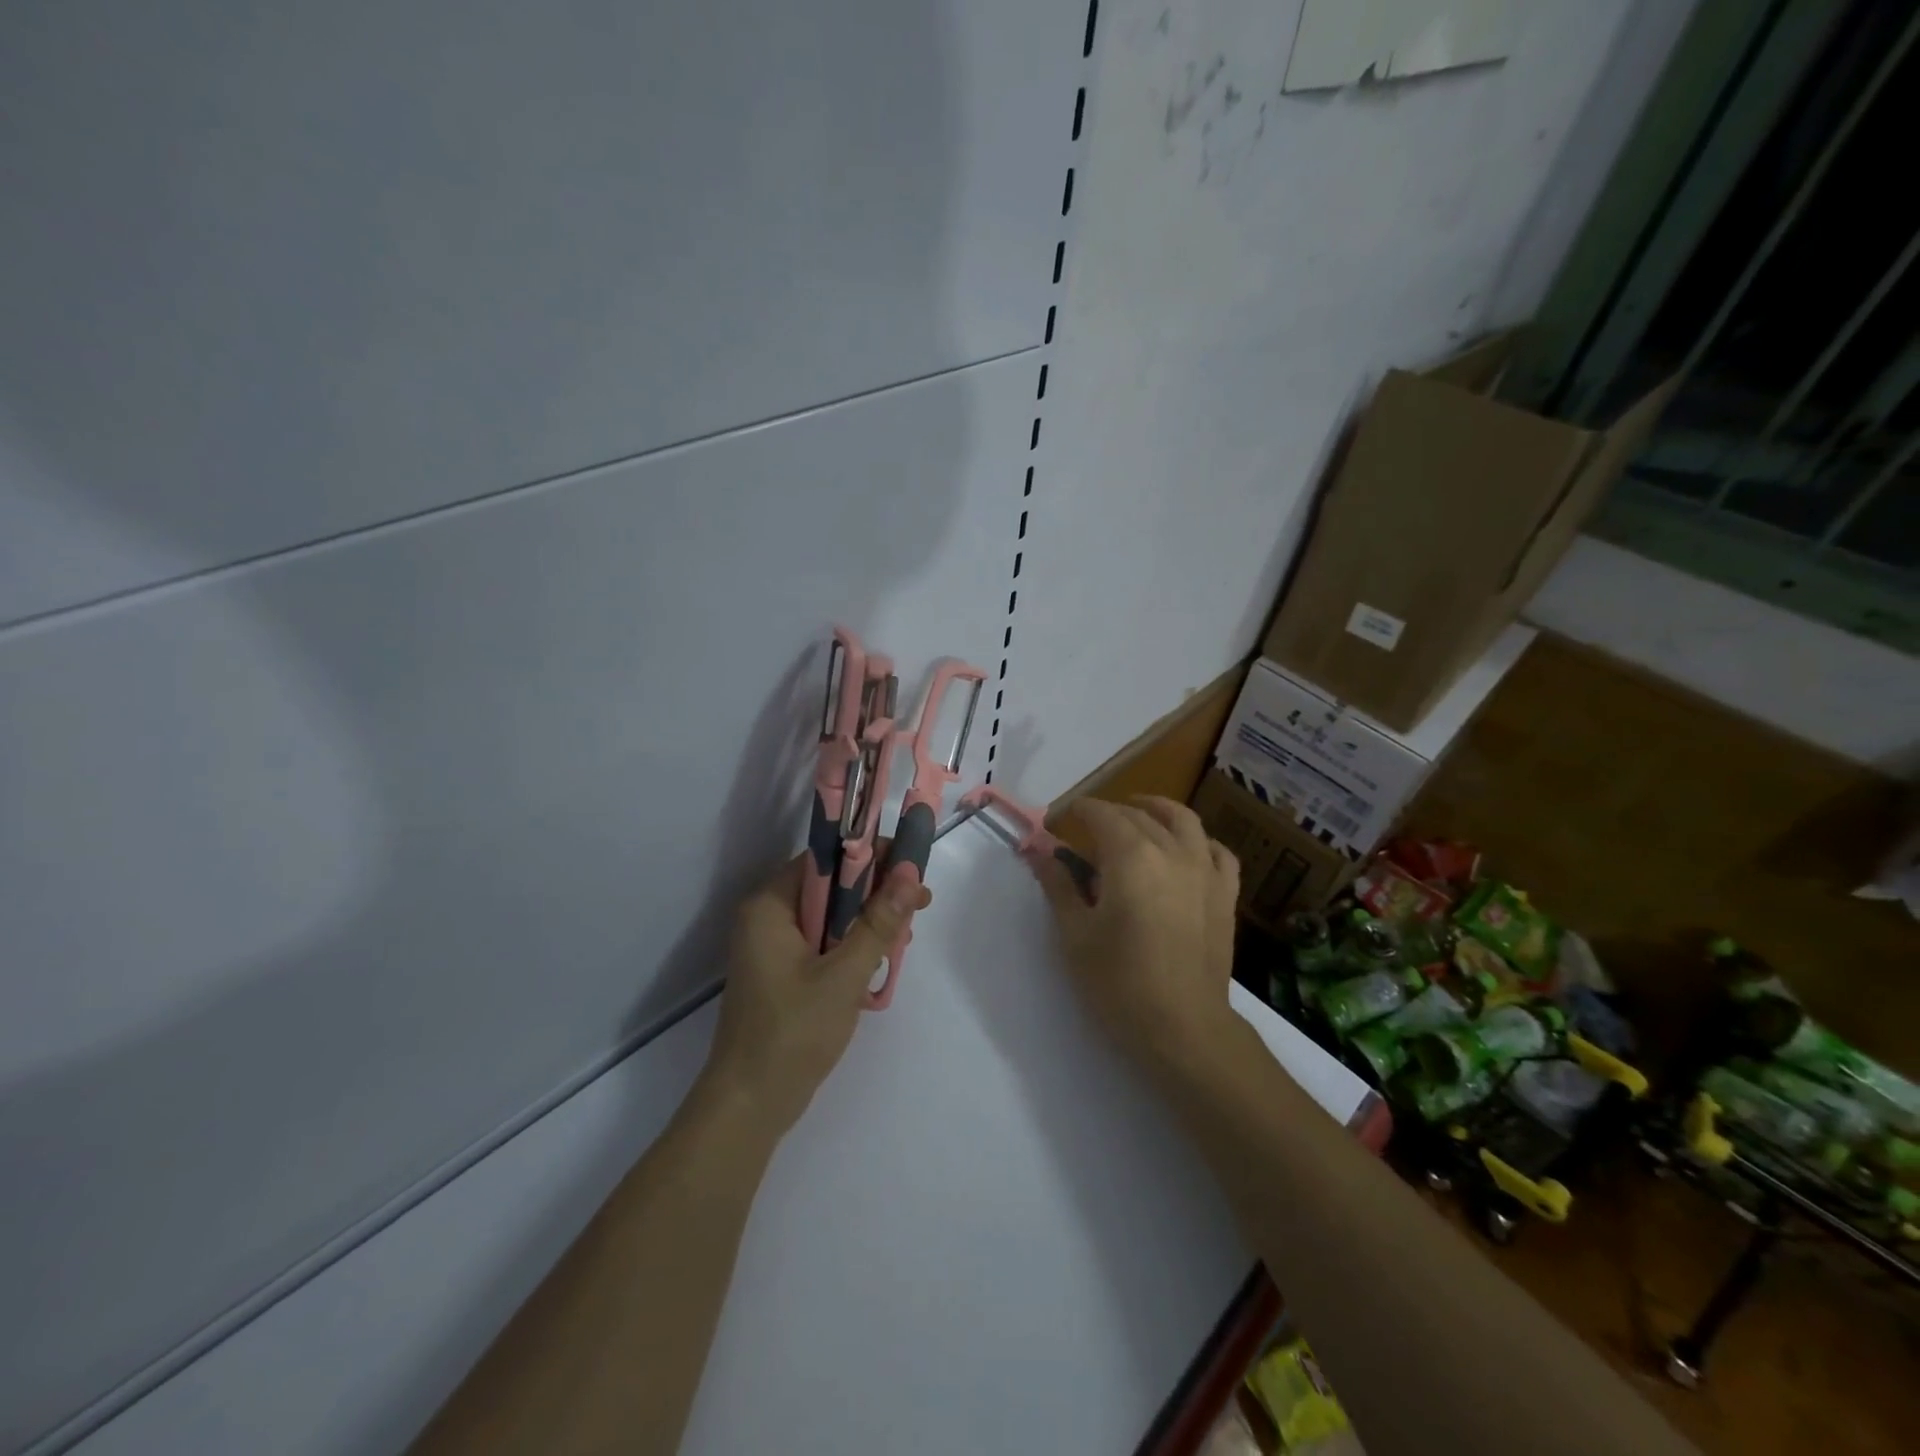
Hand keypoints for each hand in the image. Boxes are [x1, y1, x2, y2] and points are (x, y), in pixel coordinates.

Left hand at [701, 855, 930, 1138]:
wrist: (750, 1105)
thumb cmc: (793, 1033)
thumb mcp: (844, 975)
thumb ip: (878, 923)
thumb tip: (910, 875)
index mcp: (770, 905)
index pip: (825, 859)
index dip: (870, 856)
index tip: (911, 867)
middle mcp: (766, 915)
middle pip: (829, 884)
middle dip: (874, 891)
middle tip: (918, 904)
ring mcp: (771, 945)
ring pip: (829, 913)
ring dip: (867, 919)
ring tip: (906, 934)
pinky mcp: (781, 969)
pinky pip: (822, 939)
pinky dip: (851, 942)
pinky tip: (882, 956)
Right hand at [1033, 796, 1239, 1075]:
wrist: (1184, 1029)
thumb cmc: (1119, 983)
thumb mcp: (1075, 935)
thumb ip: (1058, 886)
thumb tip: (1040, 853)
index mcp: (1131, 856)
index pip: (1101, 815)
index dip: (1078, 811)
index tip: (1060, 818)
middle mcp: (1171, 851)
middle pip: (1138, 816)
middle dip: (1109, 814)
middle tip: (1086, 829)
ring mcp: (1205, 871)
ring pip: (1183, 820)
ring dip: (1157, 810)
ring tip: (1139, 813)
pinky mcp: (1225, 895)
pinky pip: (1218, 852)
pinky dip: (1200, 842)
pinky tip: (1188, 849)